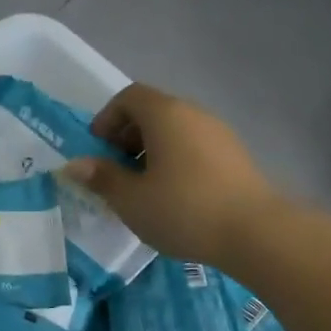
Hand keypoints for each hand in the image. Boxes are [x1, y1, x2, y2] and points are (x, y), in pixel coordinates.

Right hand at [63, 83, 280, 267]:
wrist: (256, 233)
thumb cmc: (183, 209)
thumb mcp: (131, 199)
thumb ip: (101, 178)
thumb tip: (74, 165)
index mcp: (166, 114)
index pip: (129, 97)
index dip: (107, 118)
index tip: (97, 149)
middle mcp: (194, 114)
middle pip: (153, 112)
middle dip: (126, 137)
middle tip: (114, 171)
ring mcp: (219, 134)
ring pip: (175, 131)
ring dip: (151, 151)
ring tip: (141, 188)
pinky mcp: (235, 157)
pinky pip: (194, 147)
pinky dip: (175, 161)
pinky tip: (173, 197)